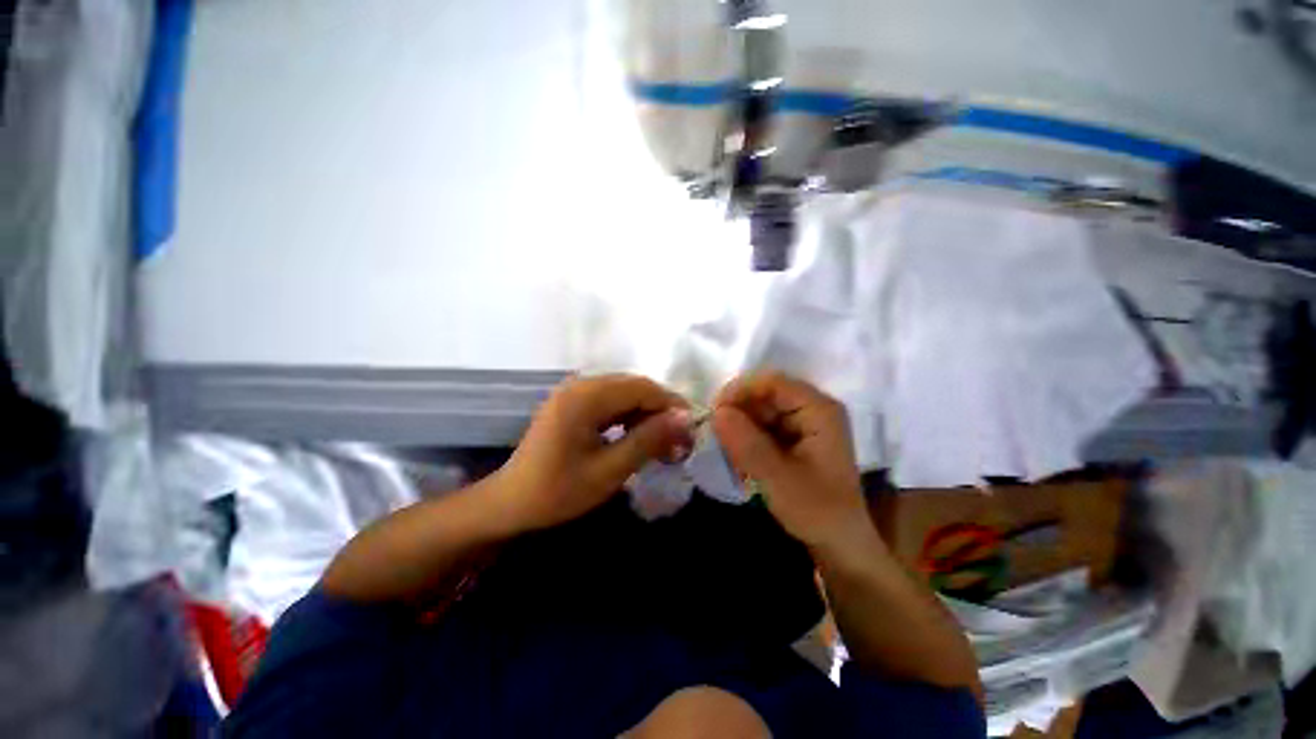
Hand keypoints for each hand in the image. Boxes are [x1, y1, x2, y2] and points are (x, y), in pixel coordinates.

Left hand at [494, 374, 694, 532]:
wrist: (510, 503)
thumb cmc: (557, 491)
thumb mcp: (609, 470)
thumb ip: (648, 440)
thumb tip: (684, 418)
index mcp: (586, 397)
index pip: (643, 388)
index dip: (671, 405)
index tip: (692, 430)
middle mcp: (581, 385)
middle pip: (635, 387)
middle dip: (661, 411)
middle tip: (680, 441)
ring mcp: (575, 393)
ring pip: (625, 394)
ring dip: (646, 415)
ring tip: (662, 443)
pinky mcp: (573, 404)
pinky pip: (611, 402)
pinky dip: (629, 418)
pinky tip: (637, 438)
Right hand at [713, 372, 868, 551]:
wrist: (839, 543)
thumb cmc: (818, 511)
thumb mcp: (778, 479)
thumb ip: (747, 444)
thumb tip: (717, 412)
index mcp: (818, 410)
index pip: (773, 382)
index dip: (741, 391)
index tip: (715, 412)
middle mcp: (812, 408)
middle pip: (765, 394)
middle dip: (738, 411)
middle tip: (715, 435)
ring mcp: (803, 422)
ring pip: (760, 409)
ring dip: (740, 425)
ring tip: (725, 449)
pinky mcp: (794, 436)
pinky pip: (763, 425)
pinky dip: (747, 437)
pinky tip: (738, 456)